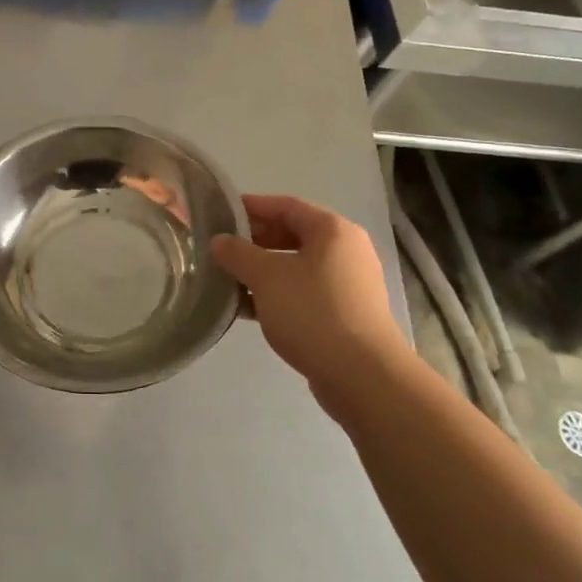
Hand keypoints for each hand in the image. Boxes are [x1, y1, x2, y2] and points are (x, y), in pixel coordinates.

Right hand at [211, 195, 404, 414]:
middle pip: (292, 234)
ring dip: (263, 270)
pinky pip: (304, 292)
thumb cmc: (313, 312)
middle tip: (220, 249)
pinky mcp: (345, 313)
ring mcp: (348, 283)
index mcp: (332, 230)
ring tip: (228, 279)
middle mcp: (345, 250)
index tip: (219, 214)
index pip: (285, 205)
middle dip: (254, 241)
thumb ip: (238, 254)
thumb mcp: (266, 277)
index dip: (251, 207)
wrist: (362, 375)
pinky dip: (277, 294)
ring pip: (296, 266)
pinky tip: (249, 309)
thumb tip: (219, 241)